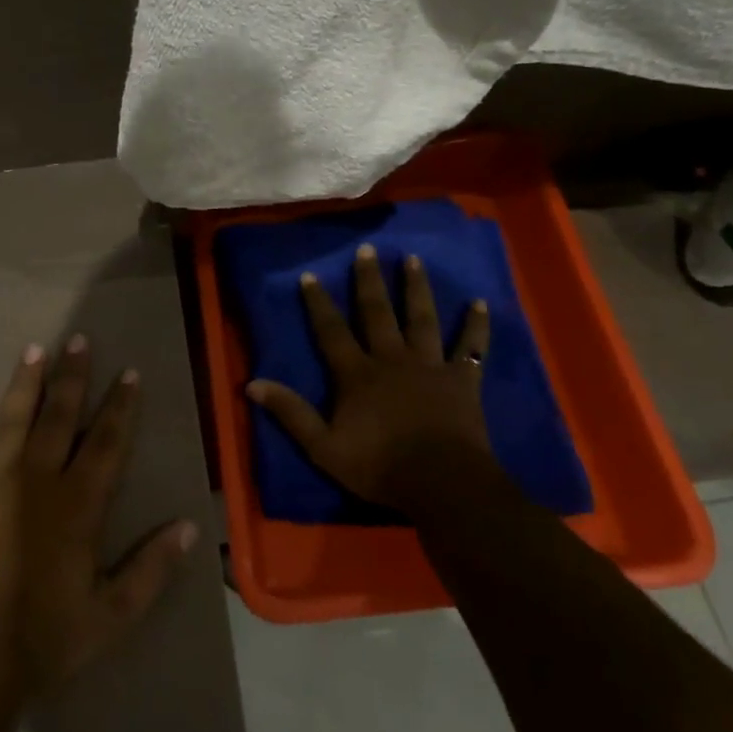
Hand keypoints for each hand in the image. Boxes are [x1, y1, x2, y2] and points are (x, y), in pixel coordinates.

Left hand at [0, 336, 196, 708]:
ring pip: (13, 418)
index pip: (107, 441)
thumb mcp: (111, 614)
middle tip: (78, 340)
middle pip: (59, 415)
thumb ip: (152, 568)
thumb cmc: (42, 638)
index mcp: (78, 503)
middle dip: (72, 377)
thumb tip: (190, 527)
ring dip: (26, 382)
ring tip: (35, 349)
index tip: (129, 372)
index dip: (121, 405)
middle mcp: (37, 478)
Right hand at [247, 245, 491, 511]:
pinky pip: (470, 347)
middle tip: (367, 249)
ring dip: (416, 288)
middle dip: (369, 280)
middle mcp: (392, 359)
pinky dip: (475, 325)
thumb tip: (252, 383)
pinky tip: (480, 303)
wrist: (442, 482)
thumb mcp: (323, 447)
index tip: (311, 275)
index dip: (319, 303)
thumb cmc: (380, 466)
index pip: (332, 331)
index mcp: (357, 374)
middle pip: (377, 313)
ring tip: (413, 258)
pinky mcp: (462, 379)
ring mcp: (429, 365)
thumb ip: (290, 412)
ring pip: (421, 318)